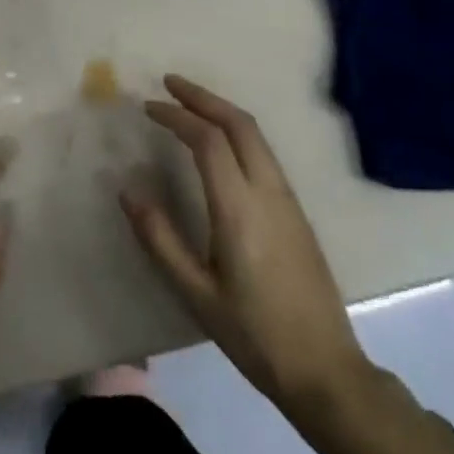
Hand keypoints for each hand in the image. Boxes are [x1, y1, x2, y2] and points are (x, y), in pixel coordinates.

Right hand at [121, 74, 373, 421]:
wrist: (325, 369)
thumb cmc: (254, 334)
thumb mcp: (195, 293)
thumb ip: (160, 238)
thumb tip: (128, 191)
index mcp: (240, 209)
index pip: (207, 140)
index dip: (176, 116)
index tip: (148, 107)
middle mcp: (268, 192)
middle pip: (239, 124)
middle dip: (203, 97)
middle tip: (169, 83)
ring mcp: (288, 200)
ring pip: (256, 135)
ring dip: (221, 111)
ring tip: (189, 104)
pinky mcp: (296, 212)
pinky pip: (264, 153)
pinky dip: (237, 132)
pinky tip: (219, 143)